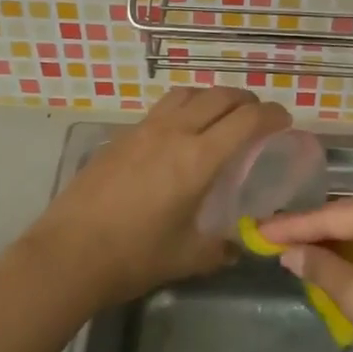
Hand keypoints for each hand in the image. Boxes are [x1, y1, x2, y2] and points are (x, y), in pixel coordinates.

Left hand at [25, 87, 290, 307]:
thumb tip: (238, 246)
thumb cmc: (134, 257)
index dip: (272, 115)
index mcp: (198, 159)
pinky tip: (179, 135)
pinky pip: (161, 108)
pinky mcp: (120, 137)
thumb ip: (221, 248)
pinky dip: (183, 109)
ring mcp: (143, 130)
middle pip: (219, 96)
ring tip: (220, 117)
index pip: (246, 120)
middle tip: (257, 118)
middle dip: (246, 101)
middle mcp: (173, 132)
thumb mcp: (188, 257)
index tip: (284, 121)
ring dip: (211, 97)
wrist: (68, 254)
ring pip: (186, 93)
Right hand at [258, 195, 352, 351]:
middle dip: (312, 232)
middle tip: (273, 240)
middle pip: (349, 216)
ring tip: (298, 253)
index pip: (331, 215)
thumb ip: (320, 267)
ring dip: (335, 244)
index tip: (257, 231)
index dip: (291, 226)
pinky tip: (338, 265)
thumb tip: (290, 252)